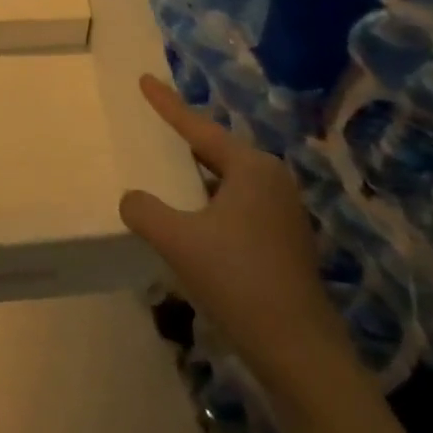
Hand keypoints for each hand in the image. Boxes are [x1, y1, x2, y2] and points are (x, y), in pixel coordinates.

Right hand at [119, 75, 347, 391]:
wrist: (299, 352)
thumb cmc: (238, 280)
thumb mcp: (177, 240)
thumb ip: (144, 210)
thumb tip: (132, 199)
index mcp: (252, 168)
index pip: (198, 127)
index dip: (167, 104)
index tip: (145, 79)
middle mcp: (272, 181)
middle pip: (216, 151)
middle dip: (183, 140)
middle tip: (153, 125)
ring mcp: (283, 213)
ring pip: (227, 181)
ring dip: (196, 177)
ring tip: (166, 172)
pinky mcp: (285, 243)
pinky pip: (237, 206)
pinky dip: (209, 203)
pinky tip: (191, 222)